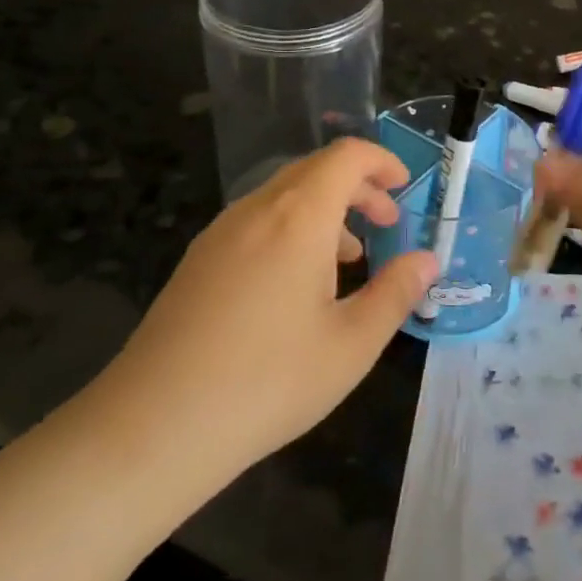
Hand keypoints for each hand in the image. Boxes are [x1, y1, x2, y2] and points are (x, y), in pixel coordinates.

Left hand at [96, 138, 438, 485]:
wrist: (154, 425)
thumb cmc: (268, 381)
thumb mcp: (351, 344)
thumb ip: (396, 293)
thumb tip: (427, 260)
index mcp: (298, 216)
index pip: (346, 156)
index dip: (382, 161)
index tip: (405, 189)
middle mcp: (256, 208)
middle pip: (315, 169)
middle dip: (358, 187)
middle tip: (387, 224)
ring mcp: (219, 232)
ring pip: (283, 195)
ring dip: (325, 210)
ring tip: (349, 259)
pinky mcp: (197, 259)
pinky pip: (256, 221)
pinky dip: (291, 229)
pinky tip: (295, 285)